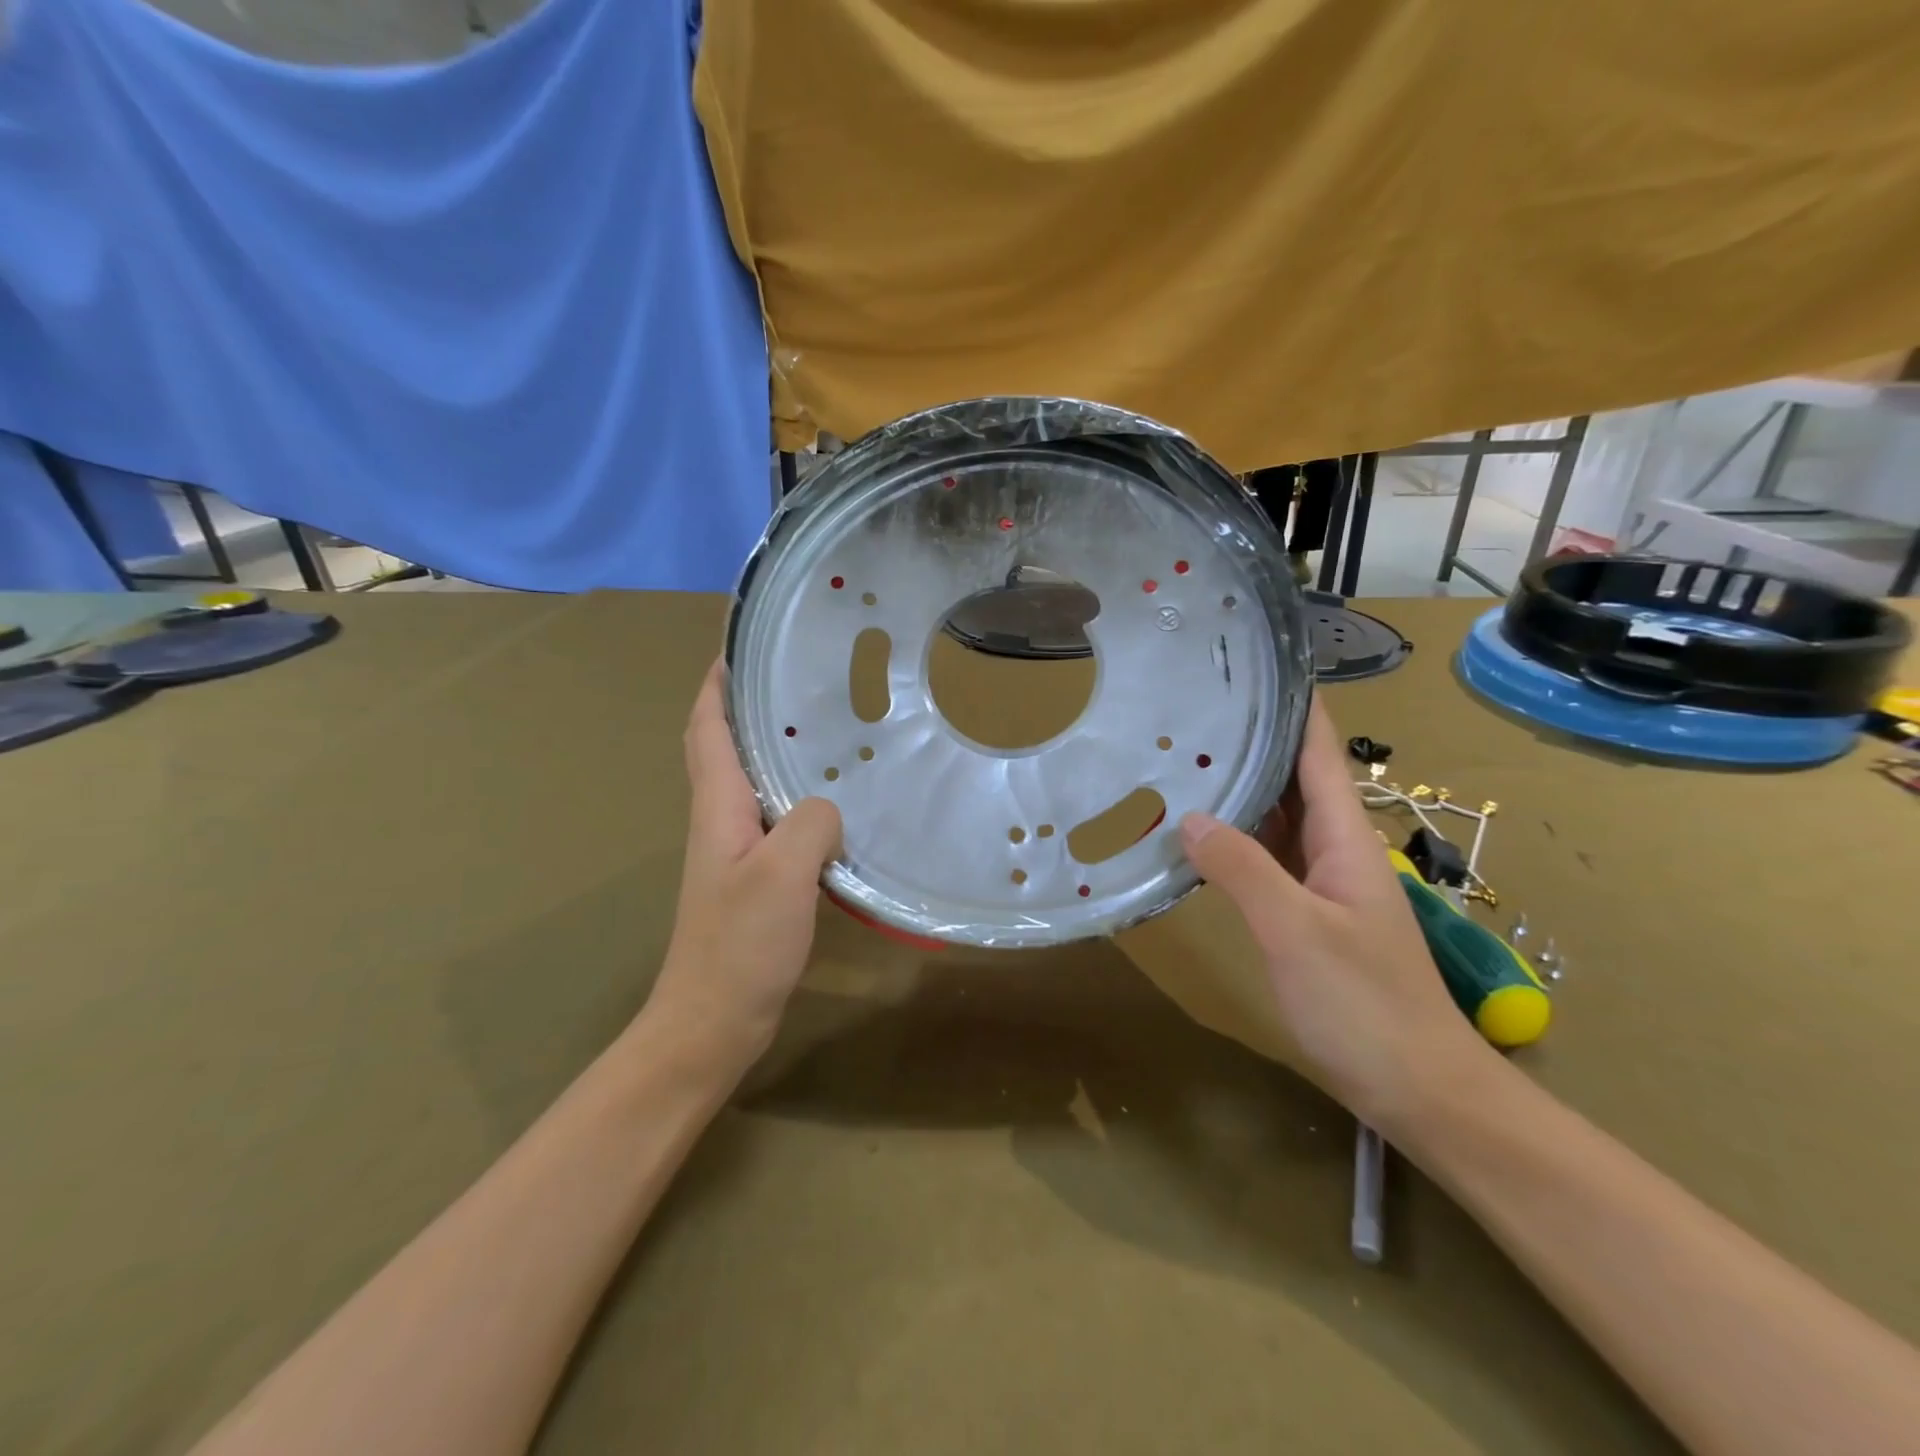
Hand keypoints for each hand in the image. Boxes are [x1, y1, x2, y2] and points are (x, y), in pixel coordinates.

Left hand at [646, 662, 841, 1070]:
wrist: (713, 1020)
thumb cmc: (739, 944)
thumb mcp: (782, 874)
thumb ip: (811, 824)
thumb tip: (829, 808)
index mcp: (718, 807)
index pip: (706, 730)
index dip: (715, 685)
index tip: (737, 648)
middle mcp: (721, 820)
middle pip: (723, 748)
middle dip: (744, 706)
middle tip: (793, 679)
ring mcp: (737, 851)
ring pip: (753, 783)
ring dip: (774, 749)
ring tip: (823, 728)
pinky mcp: (757, 878)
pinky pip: (778, 820)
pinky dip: (799, 797)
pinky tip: (835, 803)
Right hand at [1177, 699, 1495, 1129]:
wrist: (1420, 1088)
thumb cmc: (1365, 1005)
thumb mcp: (1296, 932)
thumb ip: (1242, 869)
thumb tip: (1189, 817)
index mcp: (1344, 837)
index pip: (1319, 752)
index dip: (1294, 705)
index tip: (1255, 666)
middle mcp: (1335, 848)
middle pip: (1294, 777)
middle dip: (1252, 739)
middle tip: (1192, 708)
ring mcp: (1323, 882)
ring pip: (1278, 818)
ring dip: (1240, 787)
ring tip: (1185, 757)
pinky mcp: (1309, 913)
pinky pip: (1269, 857)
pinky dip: (1236, 837)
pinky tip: (1199, 835)